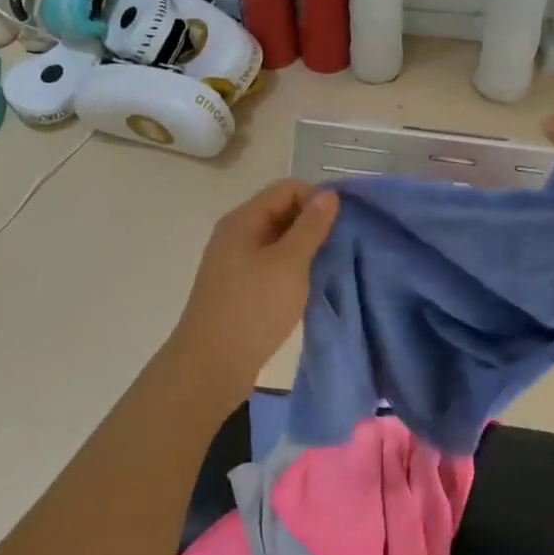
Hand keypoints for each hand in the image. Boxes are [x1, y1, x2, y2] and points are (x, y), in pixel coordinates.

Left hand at [169, 179, 339, 382]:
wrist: (211, 365)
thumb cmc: (253, 308)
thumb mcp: (289, 263)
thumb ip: (310, 227)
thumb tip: (328, 194)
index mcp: (243, 220)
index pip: (287, 189)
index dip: (317, 200)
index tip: (342, 226)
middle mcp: (237, 234)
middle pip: (282, 212)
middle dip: (313, 224)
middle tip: (341, 247)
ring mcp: (236, 262)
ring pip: (279, 241)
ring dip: (306, 249)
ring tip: (331, 267)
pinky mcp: (240, 288)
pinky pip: (273, 265)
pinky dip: (293, 269)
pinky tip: (310, 286)